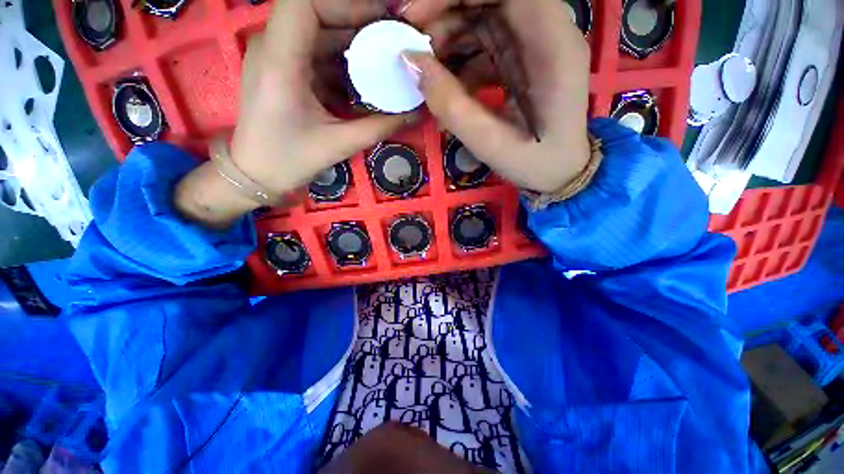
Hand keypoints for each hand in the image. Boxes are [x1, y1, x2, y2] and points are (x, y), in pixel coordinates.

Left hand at [176, 0, 415, 227]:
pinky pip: (315, 54)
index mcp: (280, 60)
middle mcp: (273, 47)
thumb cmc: (290, 160)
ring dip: (352, 45)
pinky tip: (363, 80)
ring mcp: (276, 57)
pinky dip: (342, 63)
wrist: (255, 174)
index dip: (346, 4)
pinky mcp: (283, 70)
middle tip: (393, 43)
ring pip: (318, 33)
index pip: (306, 2)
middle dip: (358, 24)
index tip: (382, 22)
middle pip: (317, 14)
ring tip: (384, 61)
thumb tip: (416, 112)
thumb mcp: (339, 144)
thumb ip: (380, 126)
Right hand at [401, 0, 590, 193]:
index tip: (415, 17)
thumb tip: (411, 62)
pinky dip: (460, 60)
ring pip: (484, 18)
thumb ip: (451, 105)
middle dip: (446, 15)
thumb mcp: (491, 143)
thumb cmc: (534, 161)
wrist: (559, 171)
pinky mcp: (522, 59)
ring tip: (426, 71)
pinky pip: (486, 44)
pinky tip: (446, 85)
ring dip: (449, 39)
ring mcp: (534, 44)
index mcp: (552, 43)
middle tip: (414, 48)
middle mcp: (547, 31)